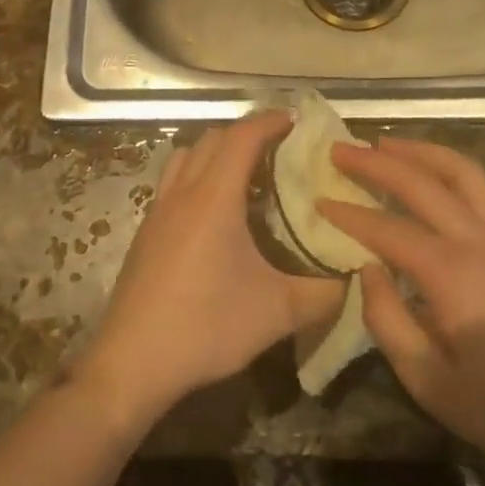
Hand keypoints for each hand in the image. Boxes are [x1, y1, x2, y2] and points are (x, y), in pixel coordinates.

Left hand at [77, 111, 345, 427]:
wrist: (131, 364)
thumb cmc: (206, 328)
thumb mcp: (277, 312)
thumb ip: (324, 292)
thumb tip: (354, 276)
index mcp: (214, 198)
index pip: (241, 137)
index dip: (269, 121)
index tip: (296, 121)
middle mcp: (182, 193)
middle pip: (212, 139)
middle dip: (246, 134)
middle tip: (279, 151)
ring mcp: (157, 212)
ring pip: (186, 157)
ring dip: (216, 153)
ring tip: (246, 177)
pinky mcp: (145, 234)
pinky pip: (173, 184)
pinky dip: (197, 178)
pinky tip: (215, 217)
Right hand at [318, 138, 484, 467]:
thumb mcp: (429, 381)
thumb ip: (388, 321)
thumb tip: (366, 270)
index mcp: (450, 273)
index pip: (387, 229)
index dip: (349, 213)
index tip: (318, 198)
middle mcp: (478, 239)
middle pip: (421, 183)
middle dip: (376, 162)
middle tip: (340, 149)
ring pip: (460, 171)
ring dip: (419, 151)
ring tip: (386, 142)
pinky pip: (480, 187)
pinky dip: (448, 168)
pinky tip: (432, 176)